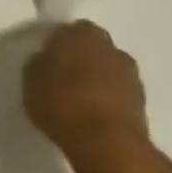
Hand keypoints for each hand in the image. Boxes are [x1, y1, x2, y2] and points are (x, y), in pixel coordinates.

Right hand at [23, 20, 151, 160]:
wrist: (105, 141)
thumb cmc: (61, 103)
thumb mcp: (30, 81)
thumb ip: (39, 63)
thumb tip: (46, 59)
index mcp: (81, 34)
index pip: (68, 31)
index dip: (57, 46)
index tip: (47, 62)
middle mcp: (110, 45)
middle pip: (91, 47)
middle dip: (79, 59)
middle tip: (62, 80)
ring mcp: (129, 71)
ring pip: (107, 68)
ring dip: (96, 79)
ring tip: (79, 101)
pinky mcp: (141, 98)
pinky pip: (117, 91)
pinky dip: (108, 98)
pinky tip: (94, 115)